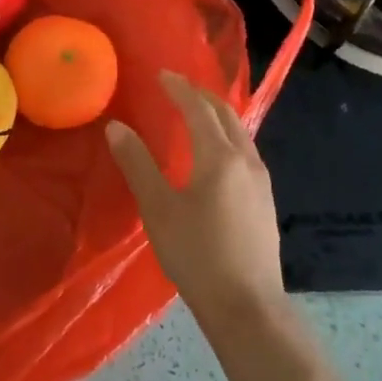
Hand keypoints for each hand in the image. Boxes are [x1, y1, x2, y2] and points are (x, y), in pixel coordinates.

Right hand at [106, 70, 285, 333]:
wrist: (247, 305)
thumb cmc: (196, 255)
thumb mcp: (158, 209)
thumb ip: (137, 164)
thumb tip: (116, 127)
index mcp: (218, 157)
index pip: (198, 109)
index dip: (179, 89)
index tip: (162, 75)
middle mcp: (246, 160)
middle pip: (226, 114)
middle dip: (201, 95)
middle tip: (177, 87)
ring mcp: (260, 181)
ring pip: (240, 132)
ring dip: (217, 115)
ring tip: (195, 113)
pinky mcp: (265, 200)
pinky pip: (245, 150)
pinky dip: (227, 135)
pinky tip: (215, 153)